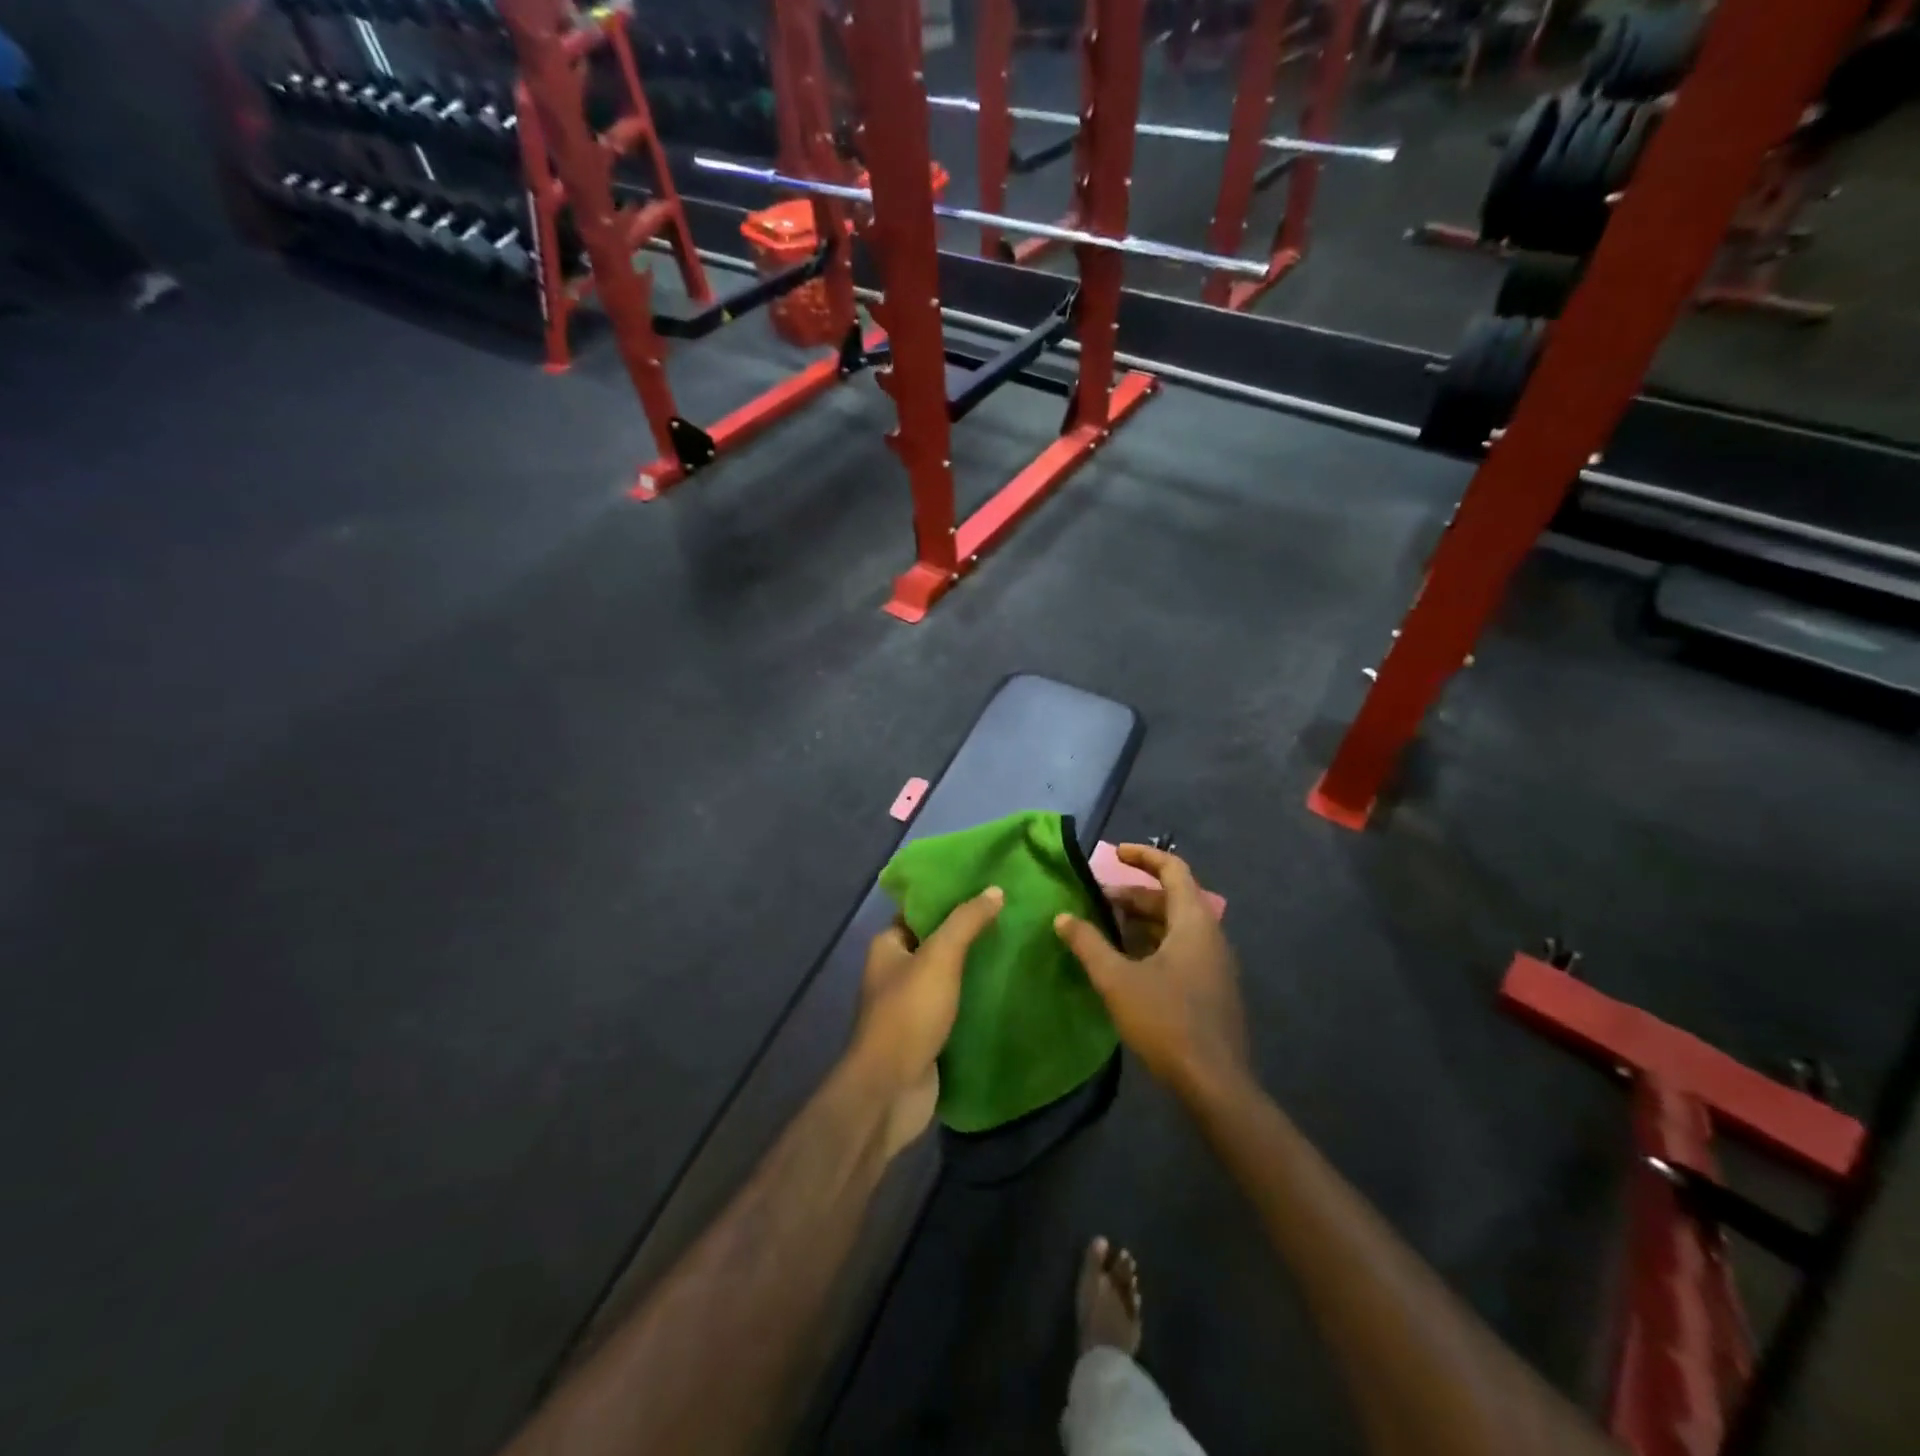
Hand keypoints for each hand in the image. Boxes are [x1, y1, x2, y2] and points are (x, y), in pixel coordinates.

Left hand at [849, 887, 1003, 1156]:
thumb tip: (995, 890)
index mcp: (887, 947)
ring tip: (1015, 948)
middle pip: (936, 943)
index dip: (949, 898)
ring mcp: (910, 1006)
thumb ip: (966, 922)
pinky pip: (955, 1007)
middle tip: (1010, 917)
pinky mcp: (927, 1034)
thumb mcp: (939, 957)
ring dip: (975, 967)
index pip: (920, 911)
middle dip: (968, 933)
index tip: (986, 888)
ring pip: (948, 977)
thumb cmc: (909, 1014)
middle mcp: (895, 972)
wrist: (891, 1090)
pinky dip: (976, 999)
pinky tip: (1006, 989)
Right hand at [1053, 844, 1249, 1104]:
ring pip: (1174, 927)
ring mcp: (1213, 965)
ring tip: (1103, 928)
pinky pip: (1179, 950)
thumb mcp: (1117, 980)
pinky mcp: (1210, 989)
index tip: (1114, 853)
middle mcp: (1209, 936)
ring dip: (1139, 922)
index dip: (1144, 856)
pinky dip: (1150, 944)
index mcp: (1194, 923)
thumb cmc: (1167, 1021)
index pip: (1173, 870)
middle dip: (1132, 895)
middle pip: (1171, 899)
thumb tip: (1062, 918)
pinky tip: (1124, 963)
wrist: (1215, 1085)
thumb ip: (1088, 944)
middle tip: (1096, 900)